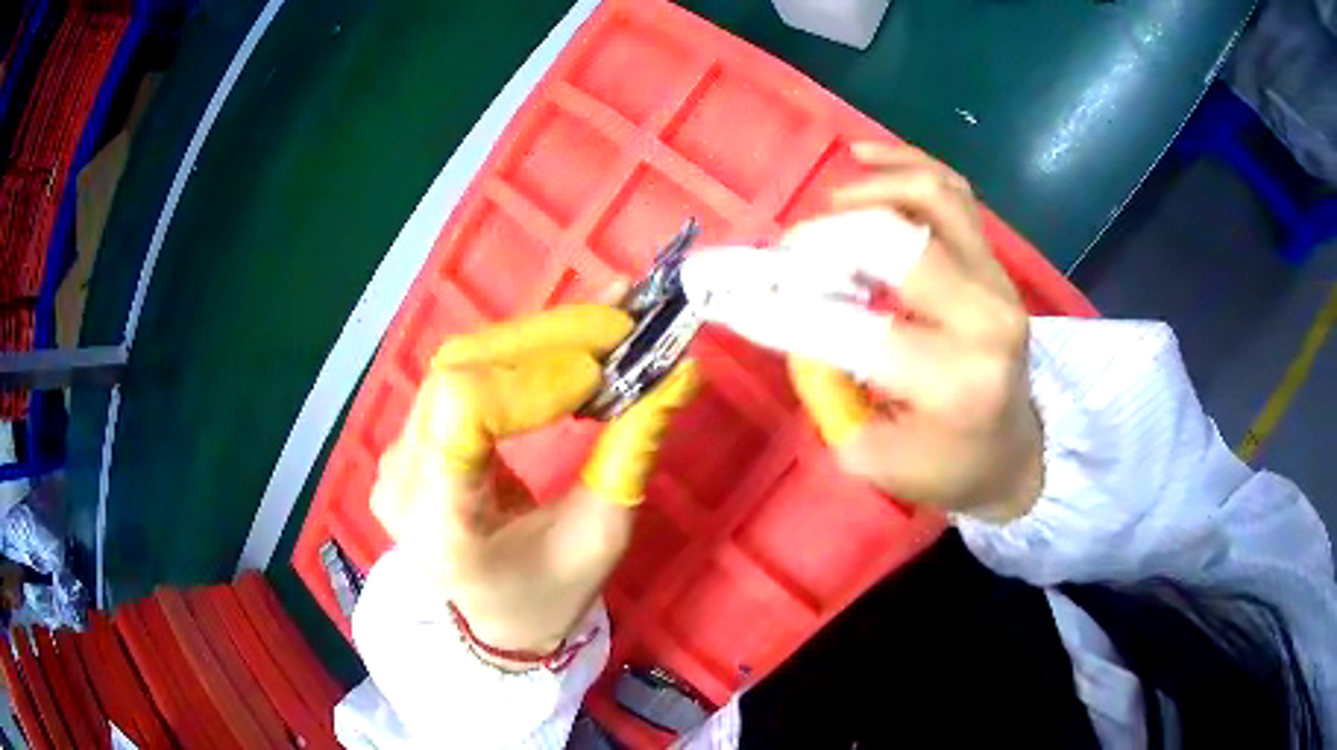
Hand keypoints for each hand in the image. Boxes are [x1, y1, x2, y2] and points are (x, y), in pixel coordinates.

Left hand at [370, 305, 699, 663]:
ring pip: (459, 363)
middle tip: (621, 327)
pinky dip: (516, 356)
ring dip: (534, 341)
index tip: (601, 373)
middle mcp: (402, 482)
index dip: (532, 378)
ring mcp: (396, 457)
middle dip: (545, 341)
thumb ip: (631, 452)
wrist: (499, 614)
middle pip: (459, 372)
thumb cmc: (551, 592)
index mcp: (442, 525)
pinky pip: (458, 376)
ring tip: (600, 333)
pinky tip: (561, 348)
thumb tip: (678, 370)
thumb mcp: (602, 536)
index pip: (463, 410)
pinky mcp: (408, 439)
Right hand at [789, 142, 1041, 521]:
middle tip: (787, 254)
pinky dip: (903, 162)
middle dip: (826, 240)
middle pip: (899, 243)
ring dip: (864, 195)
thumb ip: (829, 392)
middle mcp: (985, 317)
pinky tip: (861, 157)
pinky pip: (951, 189)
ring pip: (930, 196)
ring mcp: (996, 278)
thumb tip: (798, 321)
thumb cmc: (946, 466)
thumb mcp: (872, 457)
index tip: (739, 296)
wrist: (1015, 451)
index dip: (790, 310)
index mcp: (957, 382)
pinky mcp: (994, 259)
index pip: (859, 331)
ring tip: (825, 215)